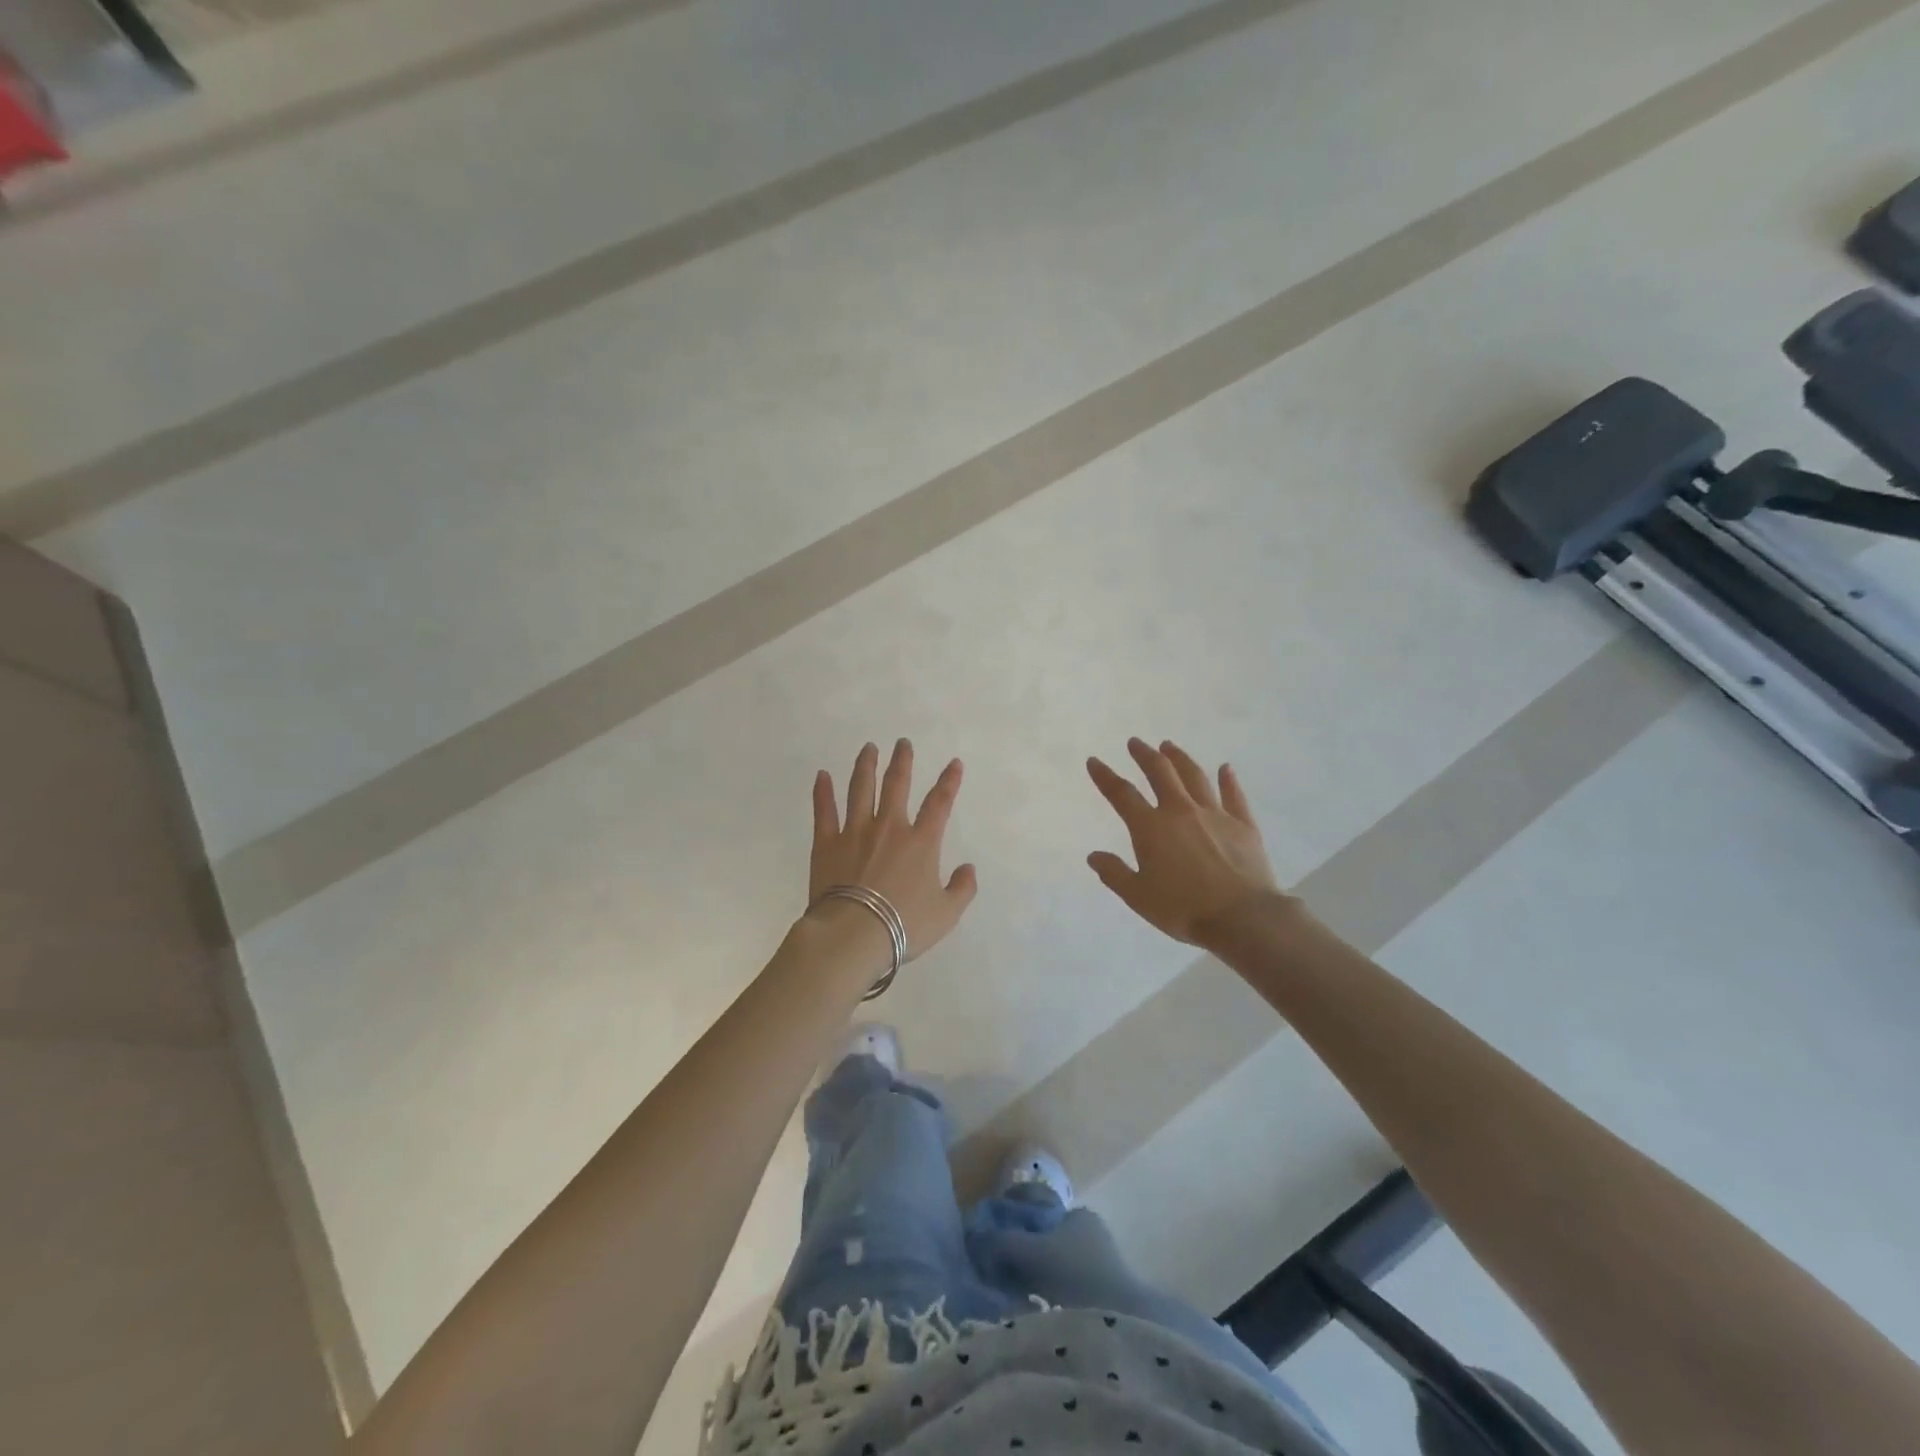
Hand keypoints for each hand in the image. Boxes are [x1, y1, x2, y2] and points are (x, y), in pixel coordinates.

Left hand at [809, 740, 978, 958]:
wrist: (854, 934)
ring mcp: (855, 831)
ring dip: (865, 766)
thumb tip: (968, 868)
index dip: (949, 781)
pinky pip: (824, 810)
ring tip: (868, 748)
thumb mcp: (946, 914)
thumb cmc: (904, 925)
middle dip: (902, 761)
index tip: (954, 763)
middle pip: (896, 784)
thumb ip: (962, 889)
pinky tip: (822, 775)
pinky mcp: (827, 842)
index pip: (939, 803)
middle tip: (902, 742)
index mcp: (921, 842)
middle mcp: (889, 827)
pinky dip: (822, 791)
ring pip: (861, 789)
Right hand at [1086, 738, 1283, 946]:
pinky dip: (1228, 780)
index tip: (1094, 761)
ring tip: (1169, 746)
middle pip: (1160, 773)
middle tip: (1135, 743)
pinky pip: (1234, 796)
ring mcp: (1215, 815)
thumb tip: (1094, 856)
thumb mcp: (1138, 897)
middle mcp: (1180, 811)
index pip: (1122, 794)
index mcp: (1151, 828)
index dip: (1105, 776)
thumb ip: (1114, 874)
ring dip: (1179, 759)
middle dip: (1144, 755)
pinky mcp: (1243, 825)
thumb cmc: (1183, 909)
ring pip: (1194, 777)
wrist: (1242, 917)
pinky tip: (1225, 768)